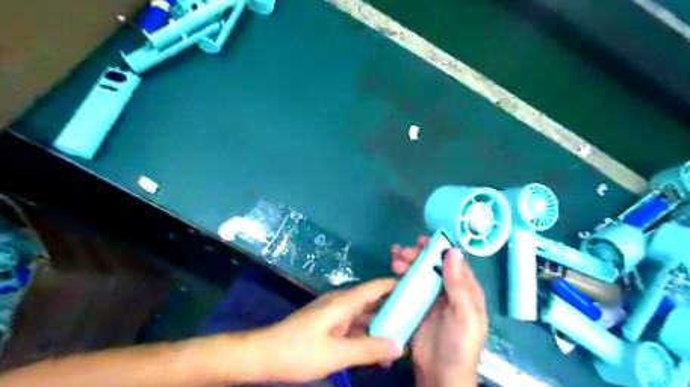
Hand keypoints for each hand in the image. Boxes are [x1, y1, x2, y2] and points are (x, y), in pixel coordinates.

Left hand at [253, 278, 404, 383]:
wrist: (264, 355)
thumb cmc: (298, 351)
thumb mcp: (336, 354)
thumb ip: (368, 349)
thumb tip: (399, 345)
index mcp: (343, 302)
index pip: (376, 287)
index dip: (396, 285)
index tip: (417, 288)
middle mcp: (341, 303)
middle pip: (373, 301)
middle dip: (393, 310)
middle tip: (416, 320)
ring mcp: (335, 315)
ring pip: (364, 316)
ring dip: (380, 328)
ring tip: (402, 341)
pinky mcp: (329, 326)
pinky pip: (354, 327)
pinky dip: (367, 337)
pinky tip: (378, 353)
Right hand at [391, 236, 486, 386]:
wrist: (440, 375)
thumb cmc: (459, 345)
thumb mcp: (464, 315)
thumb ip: (458, 284)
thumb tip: (453, 251)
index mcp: (466, 290)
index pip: (454, 262)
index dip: (439, 248)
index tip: (421, 240)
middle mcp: (450, 291)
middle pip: (434, 265)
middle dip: (418, 255)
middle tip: (402, 252)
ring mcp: (432, 298)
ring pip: (420, 274)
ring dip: (408, 264)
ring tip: (394, 259)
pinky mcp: (418, 306)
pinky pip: (410, 286)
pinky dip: (402, 277)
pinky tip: (392, 272)